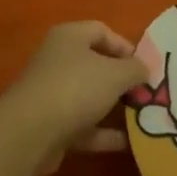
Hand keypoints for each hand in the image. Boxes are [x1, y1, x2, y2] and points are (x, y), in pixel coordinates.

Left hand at [2, 21, 149, 175]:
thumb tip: (145, 69)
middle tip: (146, 92)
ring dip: (114, 108)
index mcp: (69, 38)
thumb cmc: (76, 88)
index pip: (101, 31)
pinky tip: (128, 144)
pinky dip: (104, 134)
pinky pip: (83, 126)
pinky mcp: (51, 125)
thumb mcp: (116, 74)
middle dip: (122, 80)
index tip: (145, 66)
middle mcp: (58, 61)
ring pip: (90, 97)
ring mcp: (53, 94)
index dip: (126, 46)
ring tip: (142, 117)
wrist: (30, 133)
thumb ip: (135, 69)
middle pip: (96, 65)